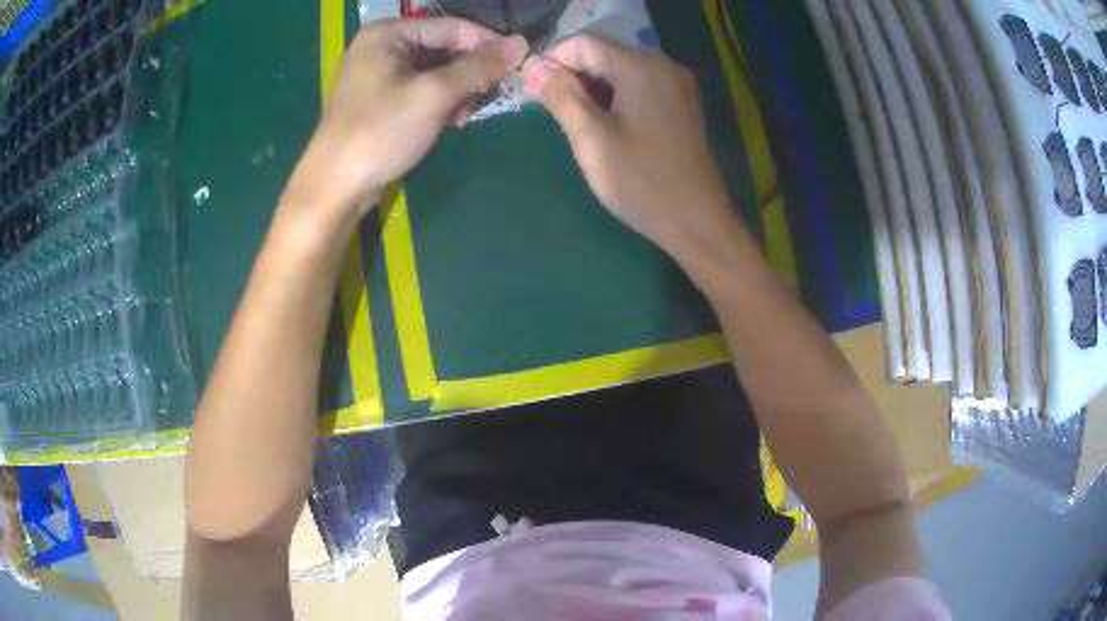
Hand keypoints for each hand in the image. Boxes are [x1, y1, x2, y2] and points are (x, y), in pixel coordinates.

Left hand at [290, 18, 527, 217]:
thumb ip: (477, 67)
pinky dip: (442, 102)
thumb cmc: (380, 133)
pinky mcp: (382, 100)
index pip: (451, 26)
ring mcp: (380, 74)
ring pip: (436, 70)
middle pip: (444, 47)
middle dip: (470, 71)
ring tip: (466, 114)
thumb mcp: (433, 95)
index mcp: (388, 34)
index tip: (517, 64)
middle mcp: (383, 47)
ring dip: (459, 89)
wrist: (336, 187)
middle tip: (490, 94)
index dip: (486, 43)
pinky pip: (423, 89)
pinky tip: (451, 121)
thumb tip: (520, 44)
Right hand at [522, 34, 732, 251]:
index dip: (553, 60)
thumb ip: (561, 96)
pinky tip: (605, 120)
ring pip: (620, 66)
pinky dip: (614, 93)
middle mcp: (663, 64)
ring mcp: (676, 82)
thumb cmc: (641, 183)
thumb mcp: (592, 139)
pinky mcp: (680, 100)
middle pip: (604, 51)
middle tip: (550, 107)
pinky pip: (639, 82)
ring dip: (592, 84)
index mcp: (641, 67)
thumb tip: (533, 66)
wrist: (697, 221)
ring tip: (575, 118)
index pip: (584, 42)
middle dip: (572, 72)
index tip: (532, 91)